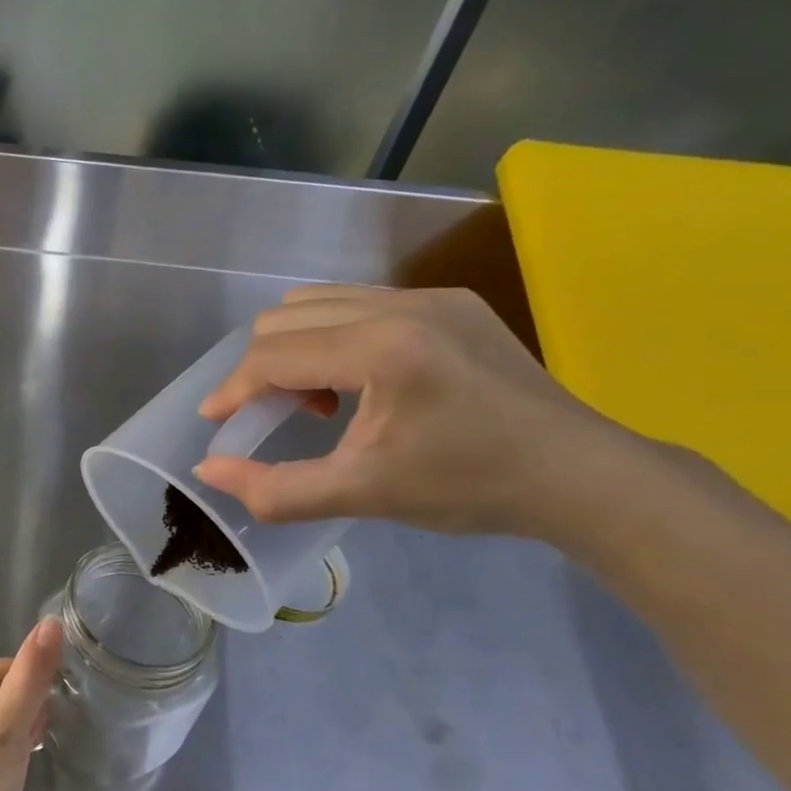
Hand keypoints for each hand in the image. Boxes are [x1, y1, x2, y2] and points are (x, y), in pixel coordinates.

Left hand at [0, 619, 63, 790]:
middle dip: (24, 726)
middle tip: (15, 761)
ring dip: (15, 745)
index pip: (19, 671)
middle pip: (11, 694)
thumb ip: (34, 674)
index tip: (29, 738)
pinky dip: (0, 760)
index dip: (34, 705)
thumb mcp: (11, 726)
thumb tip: (53, 621)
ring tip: (5, 777)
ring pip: (3, 721)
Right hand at [193, 286, 635, 538]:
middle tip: (277, 416)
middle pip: (285, 317)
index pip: (274, 354)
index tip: (216, 421)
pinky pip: (360, 302)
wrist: (581, 475)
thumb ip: (275, 488)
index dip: (234, 389)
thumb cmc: (470, 488)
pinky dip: (334, 335)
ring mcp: (429, 296)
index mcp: (380, 348)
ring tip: (319, 397)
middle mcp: (400, 304)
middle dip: (262, 367)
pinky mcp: (450, 300)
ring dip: (295, 345)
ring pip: (318, 300)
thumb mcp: (364, 495)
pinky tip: (361, 380)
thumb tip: (208, 468)